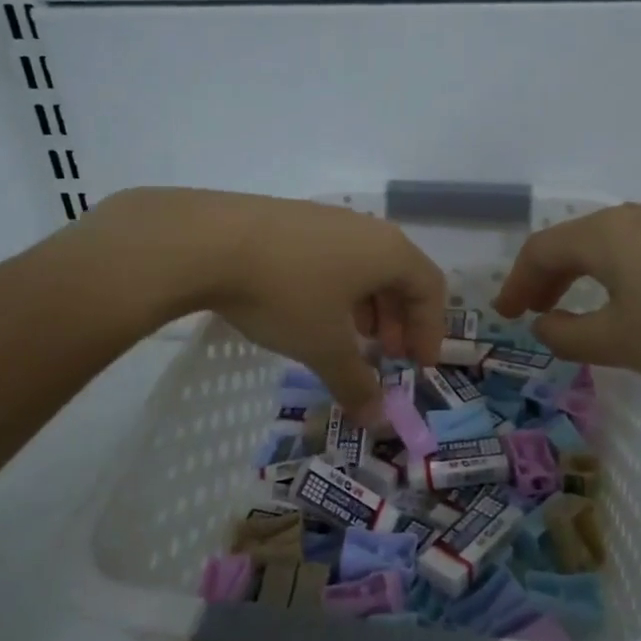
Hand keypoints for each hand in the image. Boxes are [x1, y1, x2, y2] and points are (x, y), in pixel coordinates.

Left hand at [86, 188, 445, 418]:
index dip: (431, 329)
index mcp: (389, 251)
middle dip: (398, 320)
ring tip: (350, 338)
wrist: (208, 242)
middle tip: (386, 356)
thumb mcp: (324, 346)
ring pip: (364, 266)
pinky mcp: (292, 220)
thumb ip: (356, 383)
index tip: (419, 365)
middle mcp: (365, 228)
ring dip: (367, 306)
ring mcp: (326, 219)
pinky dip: (338, 289)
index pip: (431, 288)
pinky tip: (311, 312)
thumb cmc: (286, 294)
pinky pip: (333, 257)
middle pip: (399, 275)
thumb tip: (377, 421)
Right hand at [491, 201, 640, 391]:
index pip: (542, 250)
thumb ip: (569, 335)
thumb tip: (545, 324)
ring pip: (613, 244)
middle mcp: (638, 216)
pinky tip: (638, 304)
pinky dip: (622, 275)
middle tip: (536, 313)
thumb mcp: (621, 343)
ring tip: (583, 311)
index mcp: (607, 234)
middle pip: (576, 241)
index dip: (516, 283)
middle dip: (549, 278)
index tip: (507, 316)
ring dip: (586, 276)